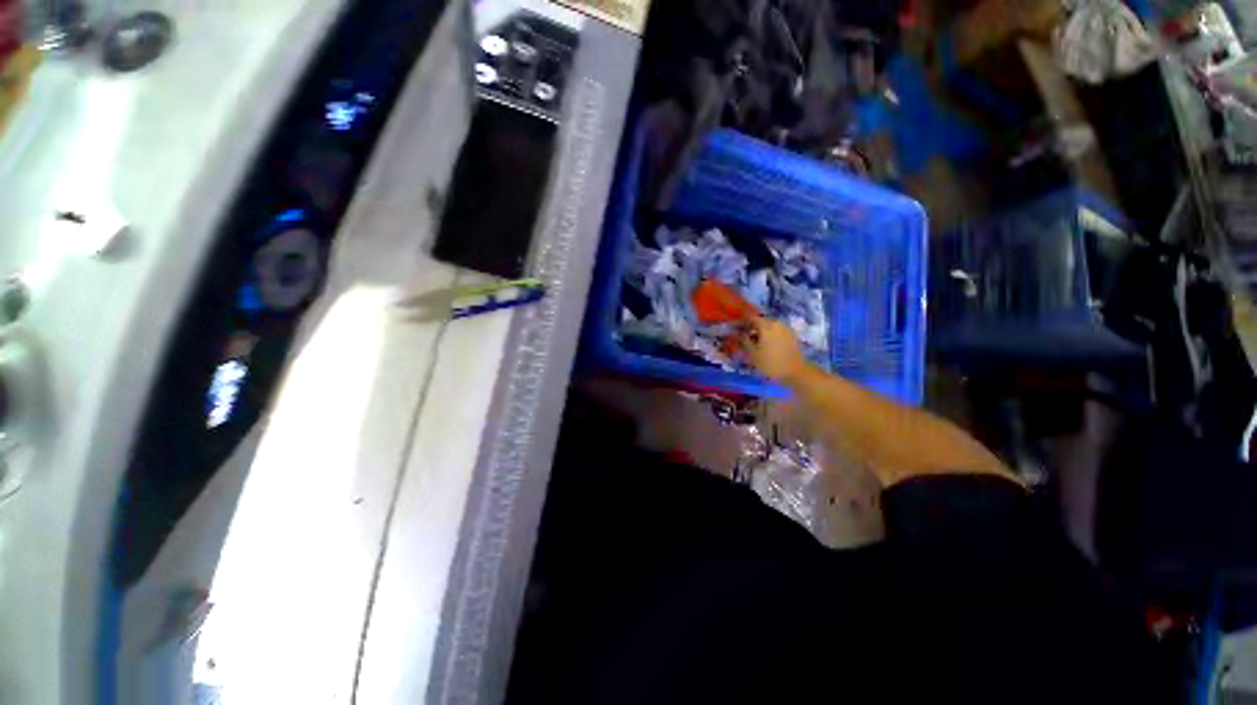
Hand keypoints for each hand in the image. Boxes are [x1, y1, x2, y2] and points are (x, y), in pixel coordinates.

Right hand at [741, 316, 809, 383]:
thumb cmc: (771, 363)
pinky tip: (768, 346)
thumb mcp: (753, 354)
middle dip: (753, 328)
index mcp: (766, 326)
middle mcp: (777, 324)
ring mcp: (786, 329)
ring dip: (762, 332)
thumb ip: (745, 341)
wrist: (796, 372)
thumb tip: (739, 333)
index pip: (751, 318)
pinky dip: (771, 336)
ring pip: (770, 327)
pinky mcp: (792, 336)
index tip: (737, 329)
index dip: (743, 322)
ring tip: (756, 343)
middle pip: (761, 321)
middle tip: (745, 338)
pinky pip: (777, 332)